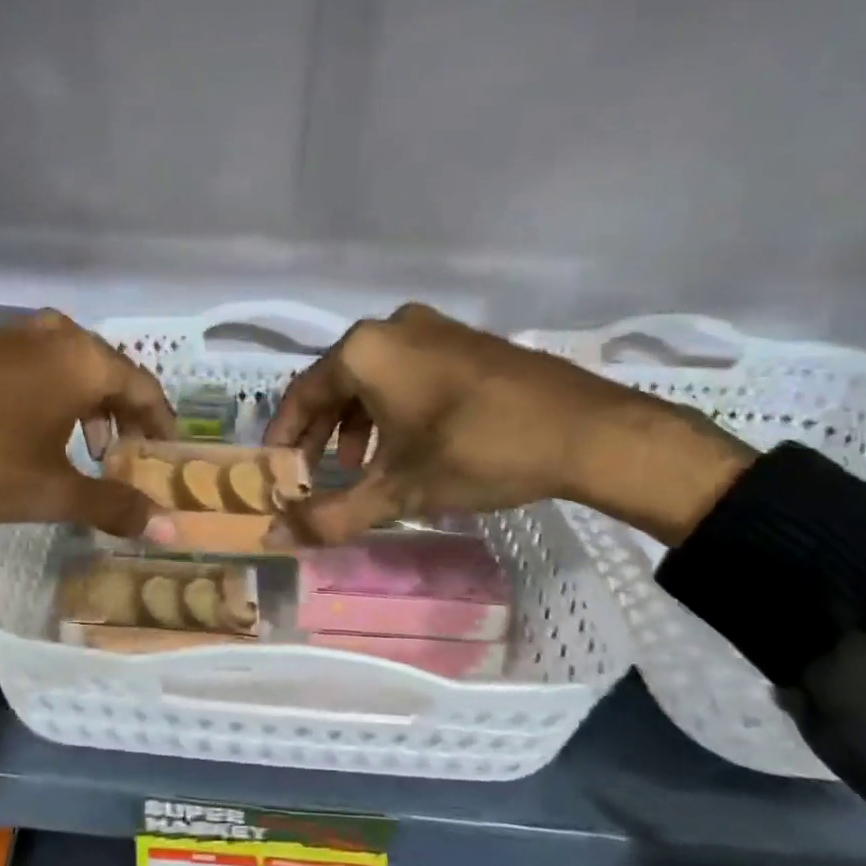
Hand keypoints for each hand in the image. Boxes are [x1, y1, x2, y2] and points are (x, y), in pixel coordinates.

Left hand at [0, 311, 176, 537]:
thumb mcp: (50, 491)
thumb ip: (114, 505)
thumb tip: (169, 528)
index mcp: (84, 361)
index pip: (146, 389)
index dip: (161, 426)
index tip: (165, 456)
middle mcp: (56, 335)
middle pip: (110, 374)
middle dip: (122, 417)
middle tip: (123, 457)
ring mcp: (13, 334)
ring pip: (71, 368)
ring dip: (86, 407)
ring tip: (80, 448)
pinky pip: (36, 366)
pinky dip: (51, 395)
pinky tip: (29, 430)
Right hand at [264, 303, 752, 545]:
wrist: (588, 431)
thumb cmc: (478, 451)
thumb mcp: (399, 489)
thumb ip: (332, 515)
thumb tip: (277, 538)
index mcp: (365, 351)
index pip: (302, 394)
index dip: (284, 437)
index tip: (277, 472)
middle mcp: (392, 327)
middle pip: (336, 383)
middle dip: (321, 433)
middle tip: (317, 474)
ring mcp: (433, 328)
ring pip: (373, 378)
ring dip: (357, 423)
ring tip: (364, 466)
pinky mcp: (465, 341)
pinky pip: (408, 372)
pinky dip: (392, 407)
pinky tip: (408, 443)